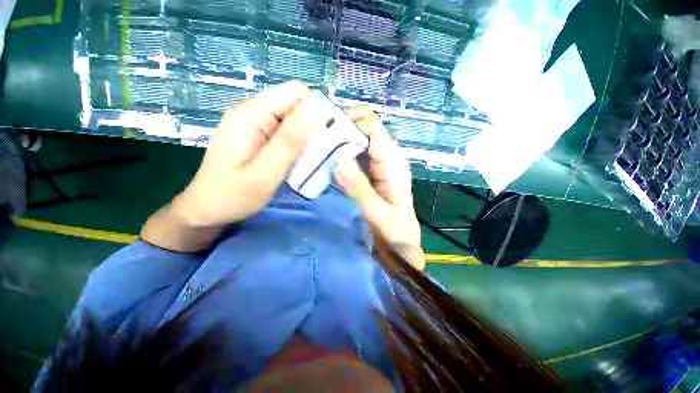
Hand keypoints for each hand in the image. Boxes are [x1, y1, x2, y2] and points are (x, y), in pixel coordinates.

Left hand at [174, 81, 317, 226]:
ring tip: (315, 157)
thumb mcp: (265, 172)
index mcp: (252, 114)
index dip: (317, 110)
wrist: (207, 209)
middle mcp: (253, 111)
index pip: (296, 93)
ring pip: (294, 118)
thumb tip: (316, 112)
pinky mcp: (258, 135)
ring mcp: (255, 123)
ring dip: (309, 135)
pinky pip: (287, 131)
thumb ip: (289, 142)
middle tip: (324, 151)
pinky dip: (299, 142)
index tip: (330, 136)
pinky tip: (302, 159)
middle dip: (315, 123)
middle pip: (296, 104)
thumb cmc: (233, 196)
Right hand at [334, 107, 423, 269]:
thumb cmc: (395, 232)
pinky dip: (342, 153)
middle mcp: (388, 157)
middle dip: (342, 129)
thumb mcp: (378, 214)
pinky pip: (356, 153)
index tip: (326, 132)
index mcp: (393, 163)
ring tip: (319, 151)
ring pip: (359, 139)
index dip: (351, 123)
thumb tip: (338, 160)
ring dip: (340, 141)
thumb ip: (359, 189)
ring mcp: (379, 163)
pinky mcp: (371, 171)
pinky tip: (329, 162)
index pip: (373, 127)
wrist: (401, 243)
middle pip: (365, 128)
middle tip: (318, 142)